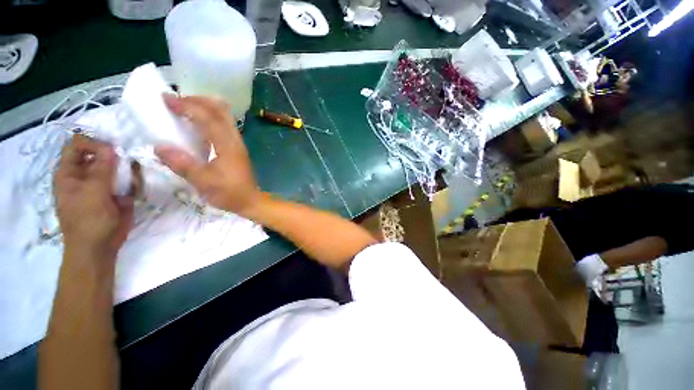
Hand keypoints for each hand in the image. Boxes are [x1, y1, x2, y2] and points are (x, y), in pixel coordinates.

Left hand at [54, 135, 133, 258]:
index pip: (78, 145)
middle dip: (115, 153)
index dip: (93, 142)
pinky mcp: (117, 193)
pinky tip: (138, 183)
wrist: (100, 247)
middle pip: (100, 154)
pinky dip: (133, 179)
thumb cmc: (88, 220)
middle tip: (130, 157)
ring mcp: (102, 184)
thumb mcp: (92, 192)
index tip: (113, 147)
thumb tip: (111, 146)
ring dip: (127, 167)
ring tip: (135, 173)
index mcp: (70, 172)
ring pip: (116, 167)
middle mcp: (85, 175)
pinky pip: (126, 180)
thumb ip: (101, 168)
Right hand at [155, 95, 261, 215]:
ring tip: (184, 109)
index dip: (187, 105)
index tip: (166, 99)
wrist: (250, 201)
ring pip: (224, 117)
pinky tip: (197, 126)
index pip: (208, 117)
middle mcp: (235, 140)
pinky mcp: (237, 149)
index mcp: (227, 145)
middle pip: (220, 111)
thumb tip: (158, 146)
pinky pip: (224, 126)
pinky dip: (210, 118)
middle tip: (176, 101)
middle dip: (198, 101)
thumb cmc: (229, 193)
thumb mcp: (202, 182)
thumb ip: (181, 164)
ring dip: (205, 108)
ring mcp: (238, 143)